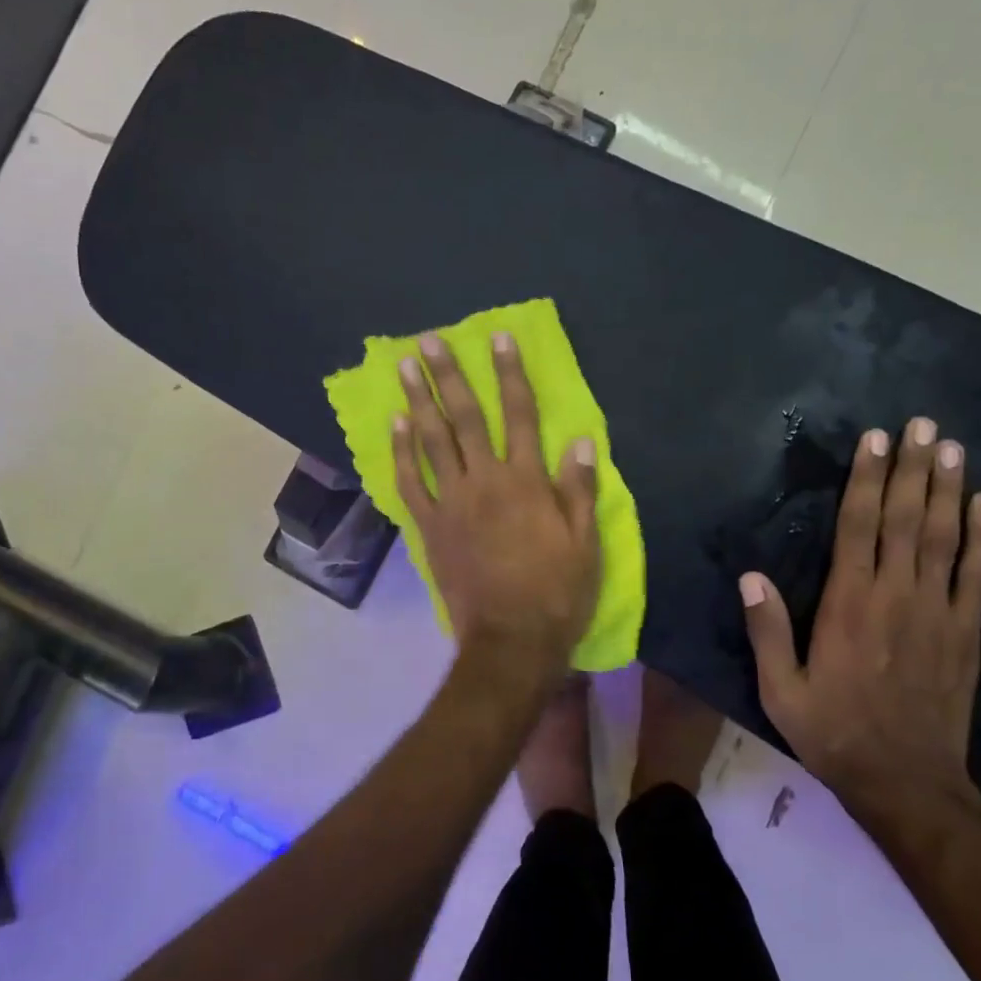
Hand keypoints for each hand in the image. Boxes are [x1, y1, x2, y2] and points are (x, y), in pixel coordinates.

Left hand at [395, 331, 600, 668]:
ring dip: (418, 401)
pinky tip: (395, 426)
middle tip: (428, 340)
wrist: (511, 641)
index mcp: (527, 481)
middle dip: (449, 375)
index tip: (499, 339)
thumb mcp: (586, 543)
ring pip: (431, 441)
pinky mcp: (429, 527)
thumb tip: (581, 440)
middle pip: (466, 417)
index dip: (510, 373)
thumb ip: (580, 489)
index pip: (521, 414)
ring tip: (404, 368)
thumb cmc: (557, 593)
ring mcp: (452, 503)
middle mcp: (485, 481)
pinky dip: (401, 453)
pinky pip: (410, 483)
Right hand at [740, 419, 980, 815]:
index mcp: (848, 605)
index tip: (873, 442)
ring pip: (944, 538)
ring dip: (947, 490)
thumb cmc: (834, 732)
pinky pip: (978, 575)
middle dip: (911, 469)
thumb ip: (767, 631)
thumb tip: (750, 577)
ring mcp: (938, 613)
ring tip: (950, 448)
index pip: (858, 529)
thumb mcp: (781, 690)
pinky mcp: (966, 632)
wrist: (908, 784)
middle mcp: (895, 597)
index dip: (865, 482)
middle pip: (905, 520)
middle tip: (920, 425)